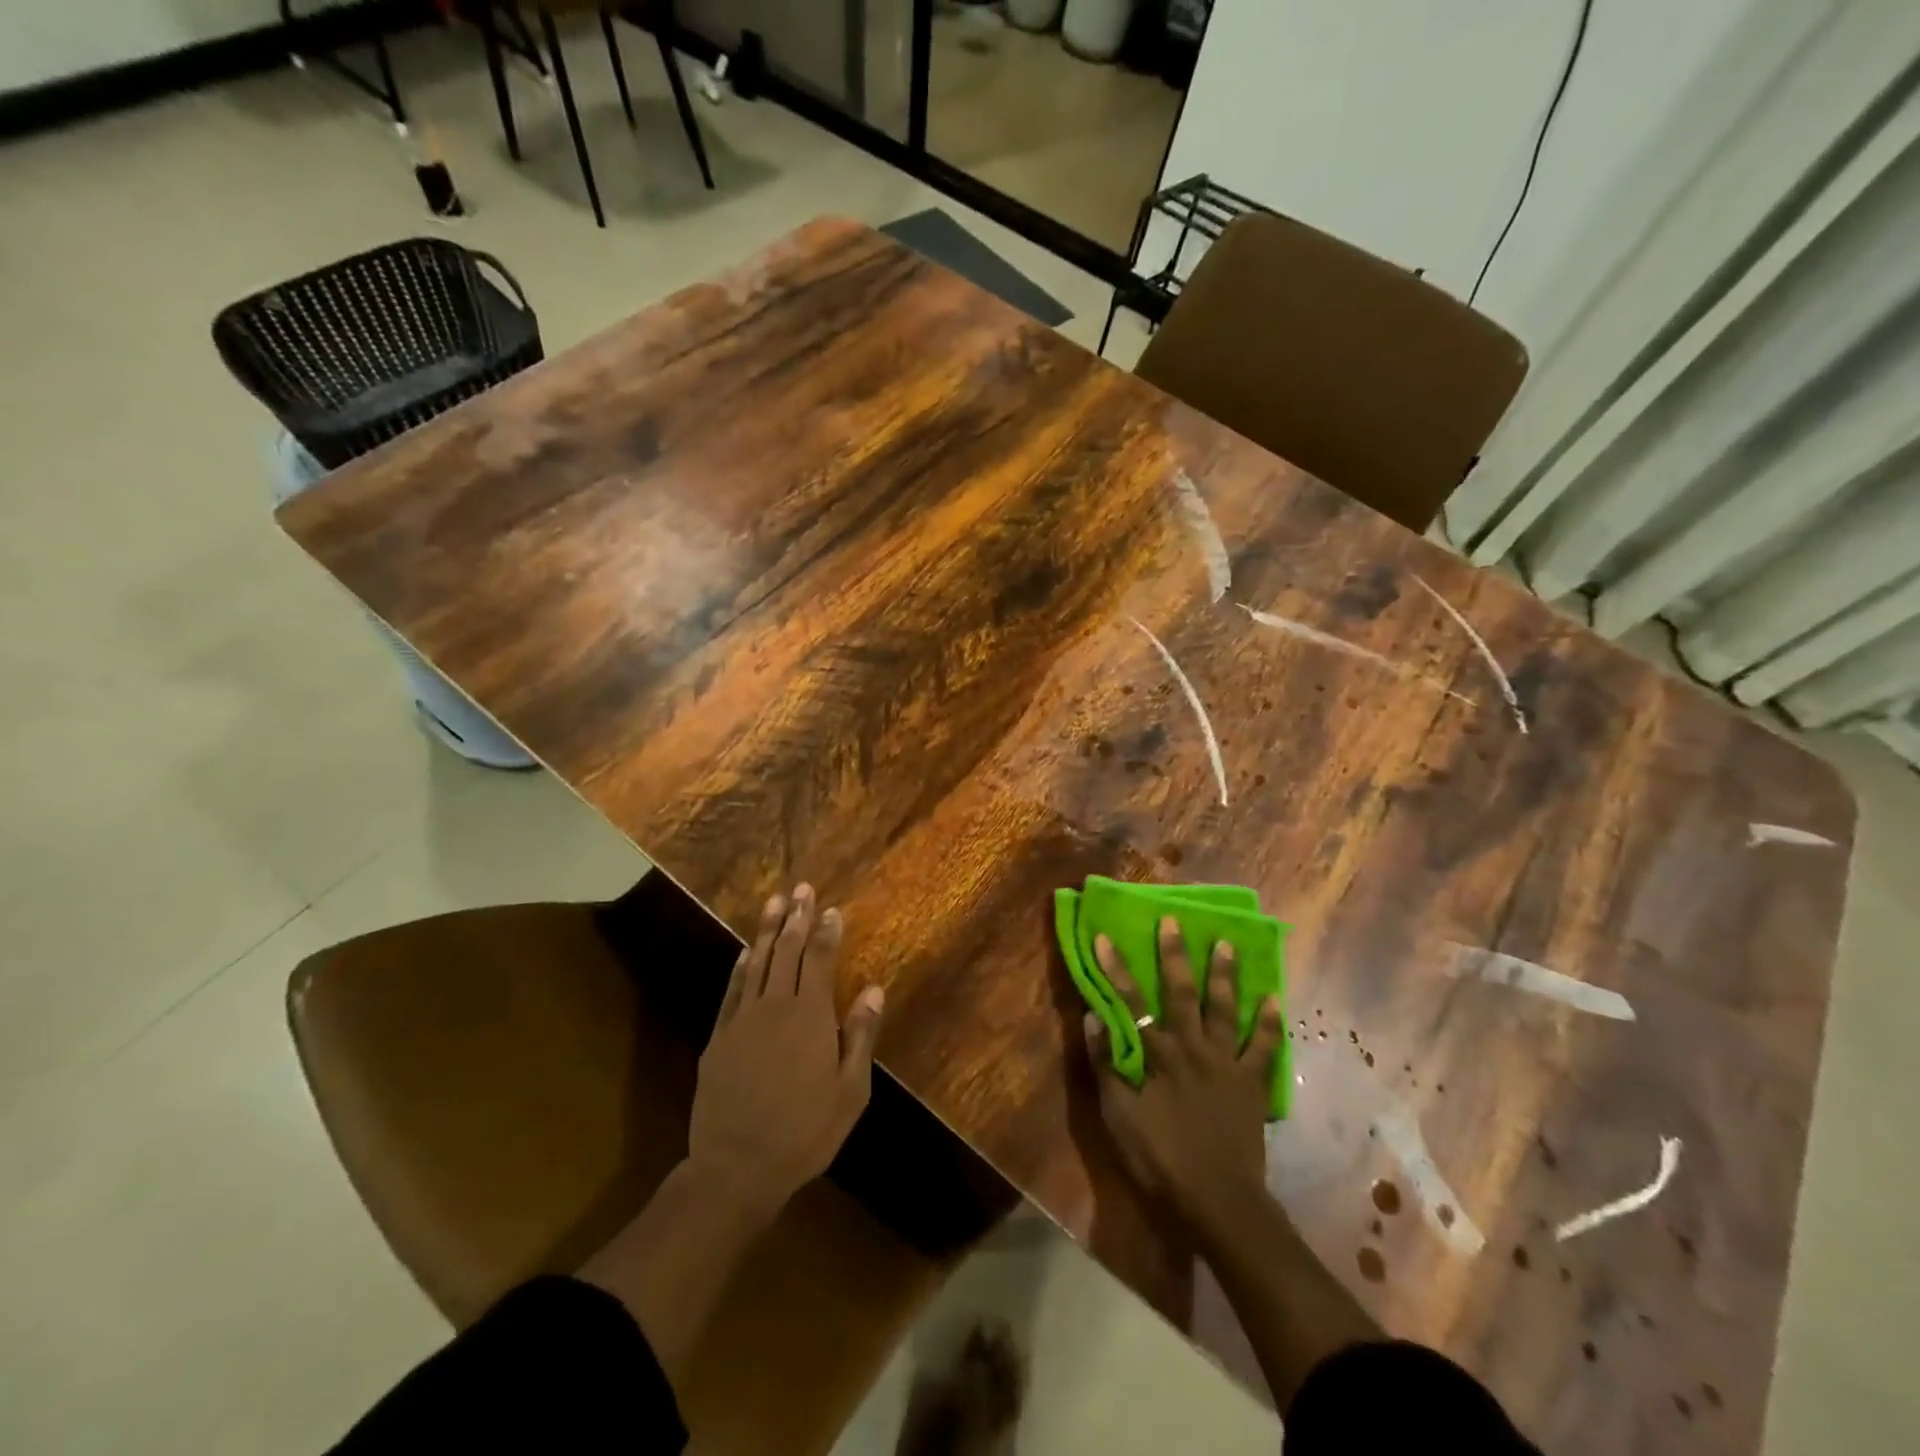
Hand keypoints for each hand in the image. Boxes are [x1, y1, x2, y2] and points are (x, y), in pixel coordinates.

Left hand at [688, 885, 882, 1213]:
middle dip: (795, 917)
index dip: (825, 931)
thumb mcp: (850, 1091)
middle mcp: (774, 1006)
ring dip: (766, 930)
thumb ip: (860, 1035)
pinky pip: (731, 990)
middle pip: (786, 951)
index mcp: (809, 1016)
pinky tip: (746, 951)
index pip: (818, 960)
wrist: (736, 1167)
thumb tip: (872, 989)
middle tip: (802, 888)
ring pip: (756, 962)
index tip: (830, 909)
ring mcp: (741, 1020)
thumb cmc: (805, 1132)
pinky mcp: (718, 1038)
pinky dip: (741, 966)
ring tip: (774, 901)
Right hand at [1083, 917, 1282, 1231]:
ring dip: (1225, 974)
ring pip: (1225, 1008)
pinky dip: (1270, 1023)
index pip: (1130, 999)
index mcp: (1157, 1052)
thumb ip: (1106, 1064)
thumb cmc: (1160, 1157)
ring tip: (1228, 944)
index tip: (1104, 935)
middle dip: (1175, 954)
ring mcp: (1227, 1062)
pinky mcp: (1252, 1083)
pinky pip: (1265, 1047)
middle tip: (1176, 921)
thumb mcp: (1119, 1115)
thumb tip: (1094, 1017)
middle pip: (1182, 991)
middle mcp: (1192, 1046)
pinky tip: (1273, 1000)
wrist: (1218, 1200)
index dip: (1115, 967)